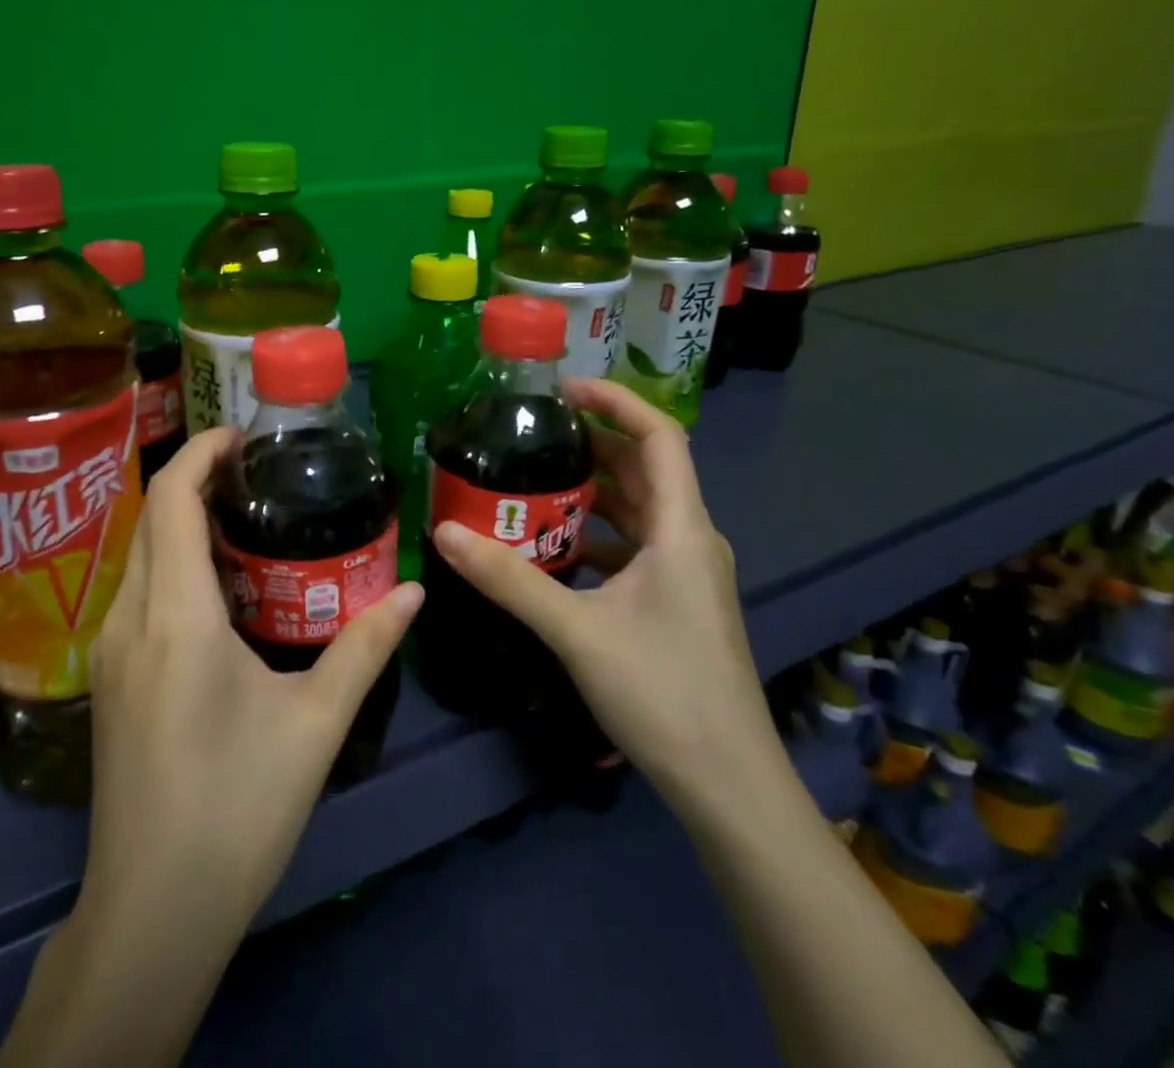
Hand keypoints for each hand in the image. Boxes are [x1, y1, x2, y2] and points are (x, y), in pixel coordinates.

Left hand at [80, 426, 423, 945]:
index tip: (243, 436)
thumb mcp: (315, 724)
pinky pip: (137, 588)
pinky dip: (172, 560)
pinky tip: (220, 585)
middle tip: (259, 474)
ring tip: (246, 518)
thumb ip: (365, 648)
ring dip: (182, 520)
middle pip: (151, 516)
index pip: (171, 499)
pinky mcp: (109, 677)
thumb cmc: (238, 809)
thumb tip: (415, 593)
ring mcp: (110, 649)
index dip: (201, 451)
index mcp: (176, 616)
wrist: (152, 910)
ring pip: (140, 552)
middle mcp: (130, 618)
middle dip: (197, 479)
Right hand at [430, 378, 770, 810]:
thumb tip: (444, 531)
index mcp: (681, 528)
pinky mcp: (676, 601)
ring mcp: (686, 572)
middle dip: (592, 442)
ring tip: (533, 480)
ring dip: (592, 489)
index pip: (660, 436)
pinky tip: (553, 547)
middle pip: (645, 468)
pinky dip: (596, 532)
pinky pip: (634, 545)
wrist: (728, 785)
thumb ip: (509, 579)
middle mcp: (690, 539)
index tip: (562, 389)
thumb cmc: (663, 693)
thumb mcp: (576, 631)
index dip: (616, 401)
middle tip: (532, 433)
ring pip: (638, 508)